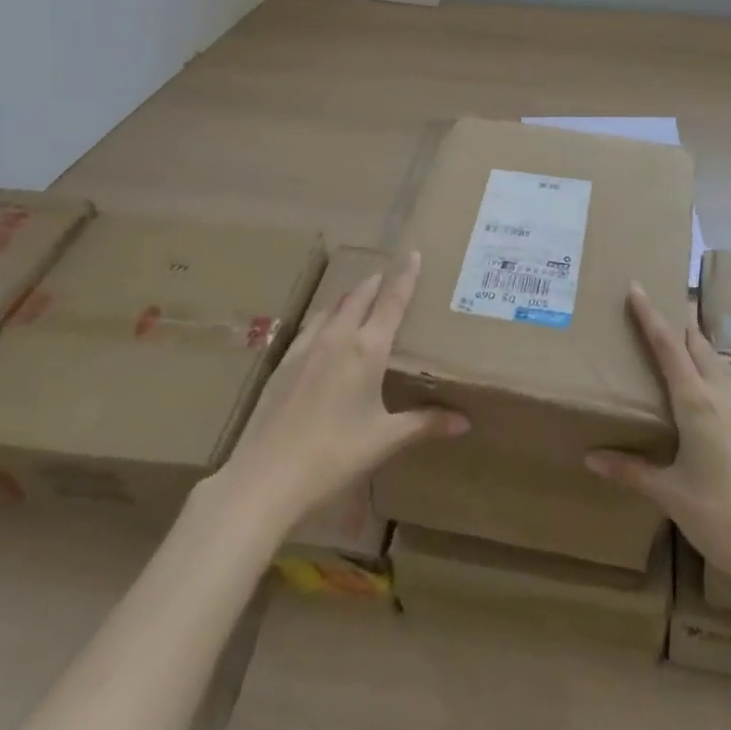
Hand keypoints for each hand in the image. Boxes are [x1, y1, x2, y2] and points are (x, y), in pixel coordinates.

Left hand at [199, 252, 468, 536]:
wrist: (265, 477)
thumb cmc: (334, 456)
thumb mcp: (385, 440)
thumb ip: (425, 424)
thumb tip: (465, 422)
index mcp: (368, 349)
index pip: (392, 301)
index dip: (405, 276)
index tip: (414, 253)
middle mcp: (337, 338)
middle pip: (360, 297)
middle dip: (376, 282)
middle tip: (388, 274)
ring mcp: (306, 348)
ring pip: (332, 308)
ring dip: (349, 297)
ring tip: (359, 297)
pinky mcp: (283, 363)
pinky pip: (310, 327)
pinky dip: (325, 318)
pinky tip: (323, 331)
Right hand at [586, 285, 730, 600]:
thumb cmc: (720, 518)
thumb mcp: (669, 494)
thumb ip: (630, 470)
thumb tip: (589, 457)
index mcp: (694, 402)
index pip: (666, 346)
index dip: (650, 315)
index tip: (637, 287)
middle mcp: (723, 393)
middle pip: (696, 345)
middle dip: (678, 326)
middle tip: (661, 312)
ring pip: (723, 362)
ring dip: (705, 347)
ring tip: (691, 339)